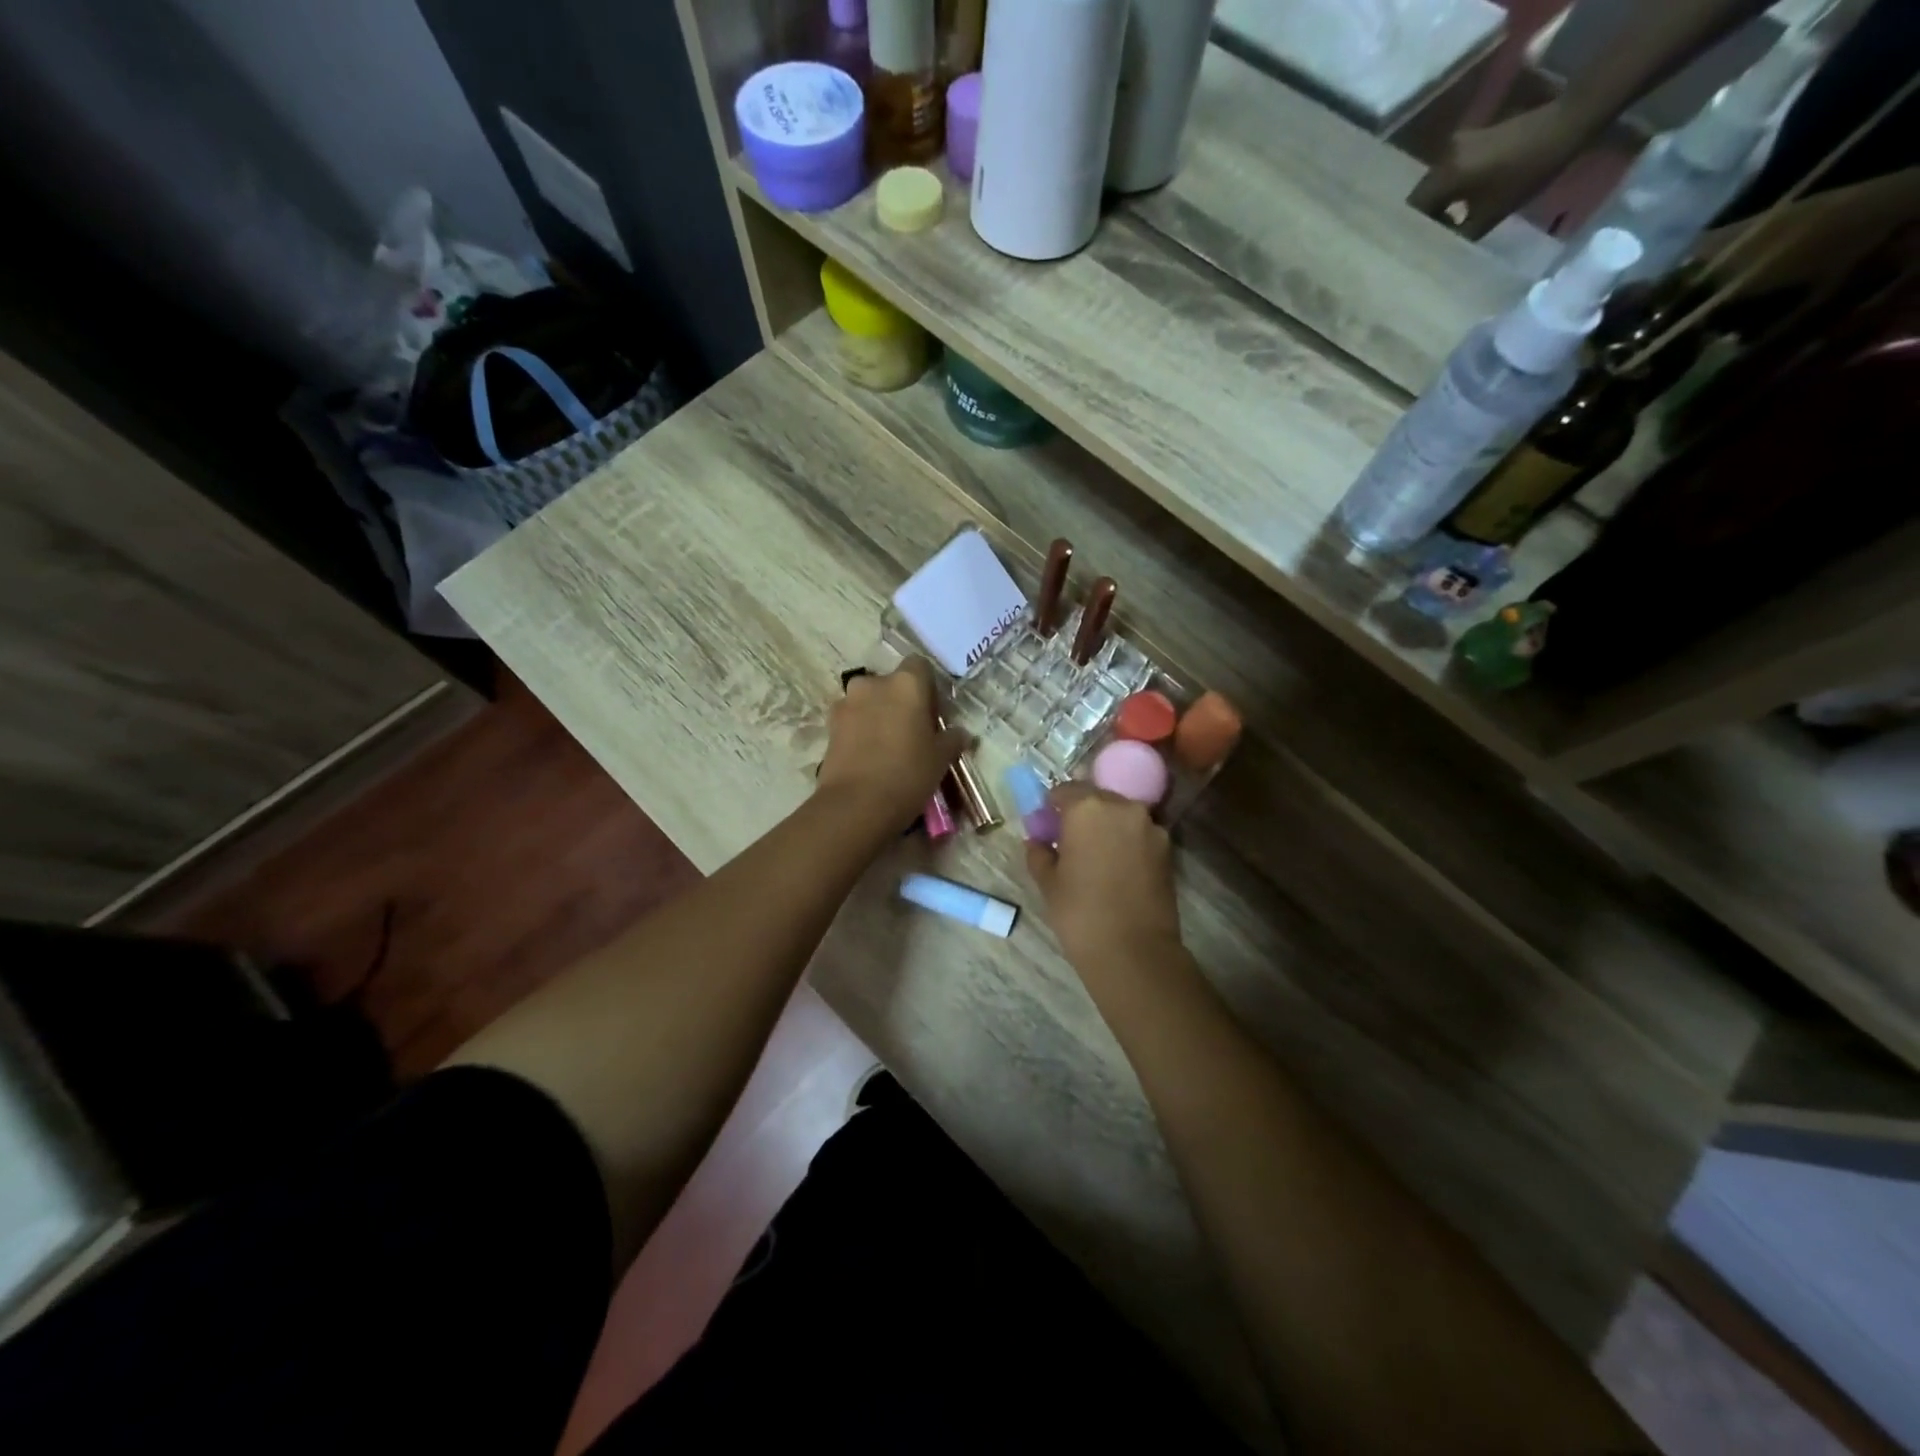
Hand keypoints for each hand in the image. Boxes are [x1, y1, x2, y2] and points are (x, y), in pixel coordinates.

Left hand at [817, 657, 966, 835]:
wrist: (856, 804)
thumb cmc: (908, 774)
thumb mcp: (941, 759)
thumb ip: (952, 739)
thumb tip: (960, 733)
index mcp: (906, 683)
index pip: (920, 666)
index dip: (927, 687)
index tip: (932, 713)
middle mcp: (874, 683)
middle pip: (890, 683)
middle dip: (899, 701)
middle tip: (911, 732)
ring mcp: (846, 703)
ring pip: (868, 701)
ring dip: (877, 715)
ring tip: (887, 747)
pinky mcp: (829, 726)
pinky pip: (851, 720)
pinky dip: (860, 731)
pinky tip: (868, 757)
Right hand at [1025, 783, 1181, 974]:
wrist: (1134, 951)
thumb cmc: (1080, 912)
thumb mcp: (1048, 882)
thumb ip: (1039, 853)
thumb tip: (1037, 841)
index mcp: (1087, 807)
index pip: (1065, 791)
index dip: (1053, 807)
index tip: (1047, 826)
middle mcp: (1122, 807)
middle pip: (1097, 798)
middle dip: (1083, 814)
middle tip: (1070, 841)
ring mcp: (1150, 826)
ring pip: (1121, 815)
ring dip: (1107, 827)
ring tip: (1096, 857)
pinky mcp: (1168, 848)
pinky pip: (1139, 834)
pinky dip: (1127, 842)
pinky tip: (1117, 868)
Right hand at [1408, 102, 1588, 239]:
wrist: (1566, 122)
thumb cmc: (1528, 171)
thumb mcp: (1490, 215)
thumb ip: (1459, 235)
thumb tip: (1441, 247)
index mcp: (1445, 175)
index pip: (1413, 209)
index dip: (1415, 231)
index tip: (1426, 246)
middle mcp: (1444, 156)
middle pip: (1422, 194)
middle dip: (1426, 217)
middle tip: (1437, 237)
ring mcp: (1459, 143)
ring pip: (1436, 183)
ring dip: (1440, 202)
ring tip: (1451, 220)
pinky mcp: (1473, 137)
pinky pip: (1451, 169)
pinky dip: (1452, 187)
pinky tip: (1465, 199)